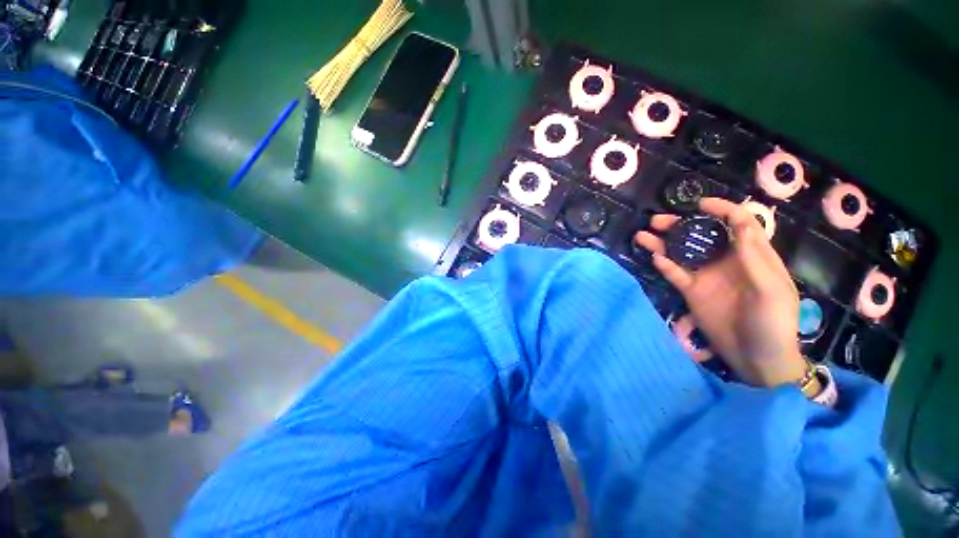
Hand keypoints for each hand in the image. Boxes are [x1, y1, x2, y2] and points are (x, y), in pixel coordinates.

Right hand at [635, 198, 806, 387]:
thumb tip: (740, 224)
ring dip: (664, 242)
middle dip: (681, 225)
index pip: (739, 224)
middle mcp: (727, 261)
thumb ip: (755, 259)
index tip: (700, 204)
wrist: (757, 358)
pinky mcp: (692, 291)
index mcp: (753, 256)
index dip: (722, 209)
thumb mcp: (772, 291)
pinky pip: (675, 274)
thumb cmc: (774, 324)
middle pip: (702, 235)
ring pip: (682, 253)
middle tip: (657, 221)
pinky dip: (664, 265)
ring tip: (643, 235)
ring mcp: (706, 276)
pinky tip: (654, 258)